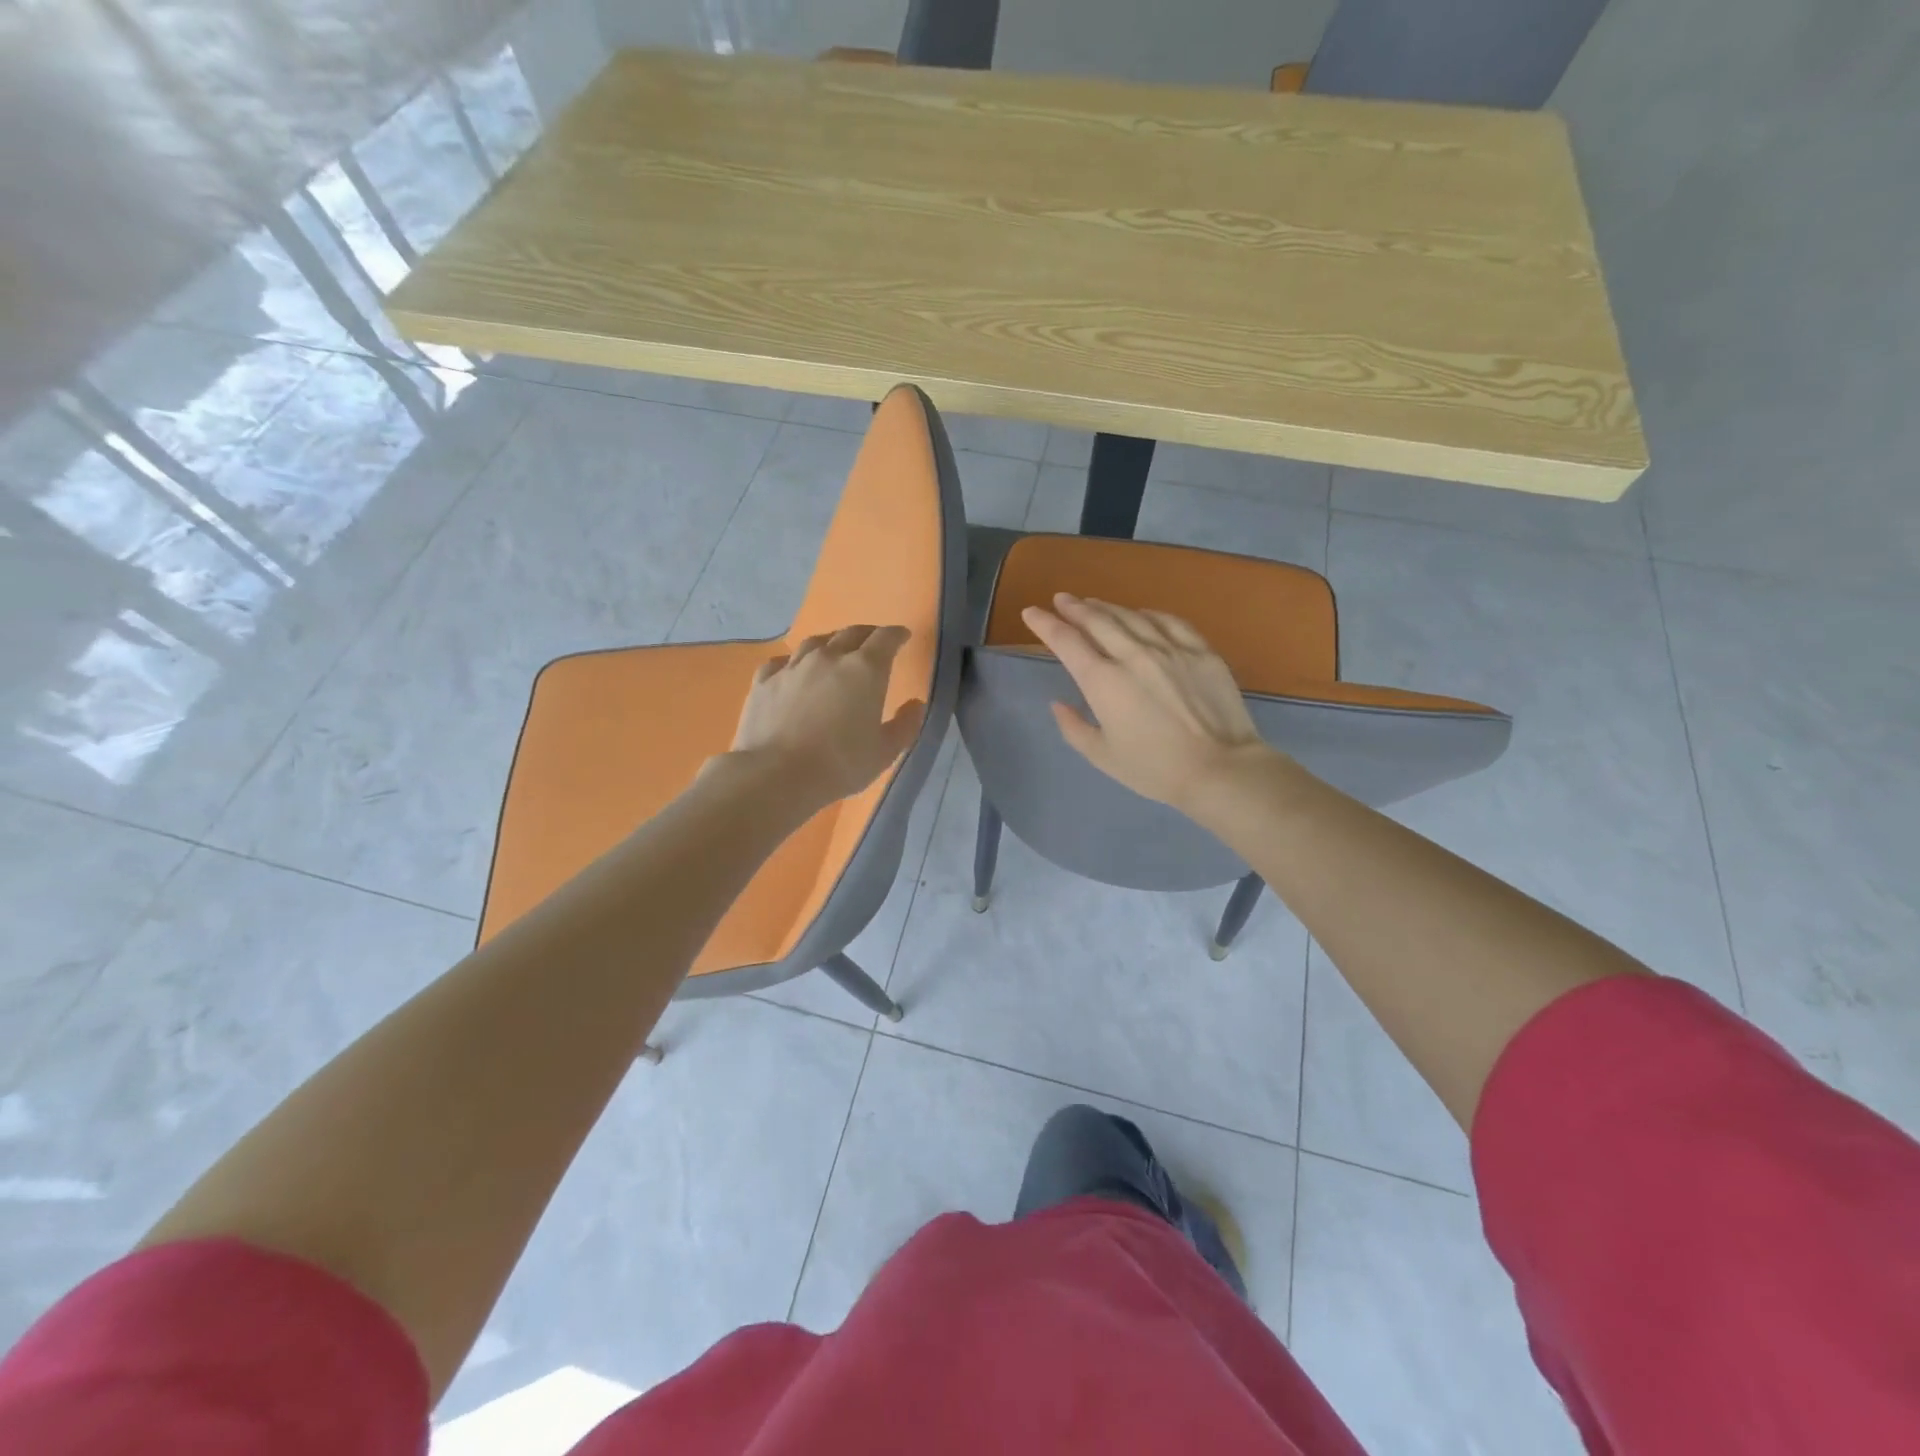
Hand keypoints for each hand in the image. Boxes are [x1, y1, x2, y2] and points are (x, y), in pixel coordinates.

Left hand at [726, 625, 924, 805]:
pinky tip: (793, 670)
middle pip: (851, 633)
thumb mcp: (884, 752)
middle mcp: (829, 657)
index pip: (885, 639)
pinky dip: (794, 662)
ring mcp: (793, 666)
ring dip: (831, 643)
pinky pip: (782, 661)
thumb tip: (916, 705)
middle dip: (867, 635)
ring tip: (835, 651)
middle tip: (873, 643)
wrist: (776, 775)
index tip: (902, 637)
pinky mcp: (764, 681)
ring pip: (815, 642)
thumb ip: (905, 725)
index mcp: (864, 670)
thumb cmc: (839, 764)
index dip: (896, 635)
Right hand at [1020, 594, 1277, 811]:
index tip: (1031, 612)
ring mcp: (1170, 648)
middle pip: (1097, 620)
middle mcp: (1133, 655)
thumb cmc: (1154, 769)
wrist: (1220, 769)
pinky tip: (1141, 613)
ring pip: (1131, 616)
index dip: (1045, 623)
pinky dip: (1148, 614)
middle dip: (1074, 607)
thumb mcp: (1102, 756)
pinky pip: (1169, 621)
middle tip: (1061, 599)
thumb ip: (1073, 728)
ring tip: (1092, 602)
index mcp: (1103, 681)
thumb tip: (1058, 704)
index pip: (1066, 641)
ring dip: (1107, 607)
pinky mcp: (1201, 651)